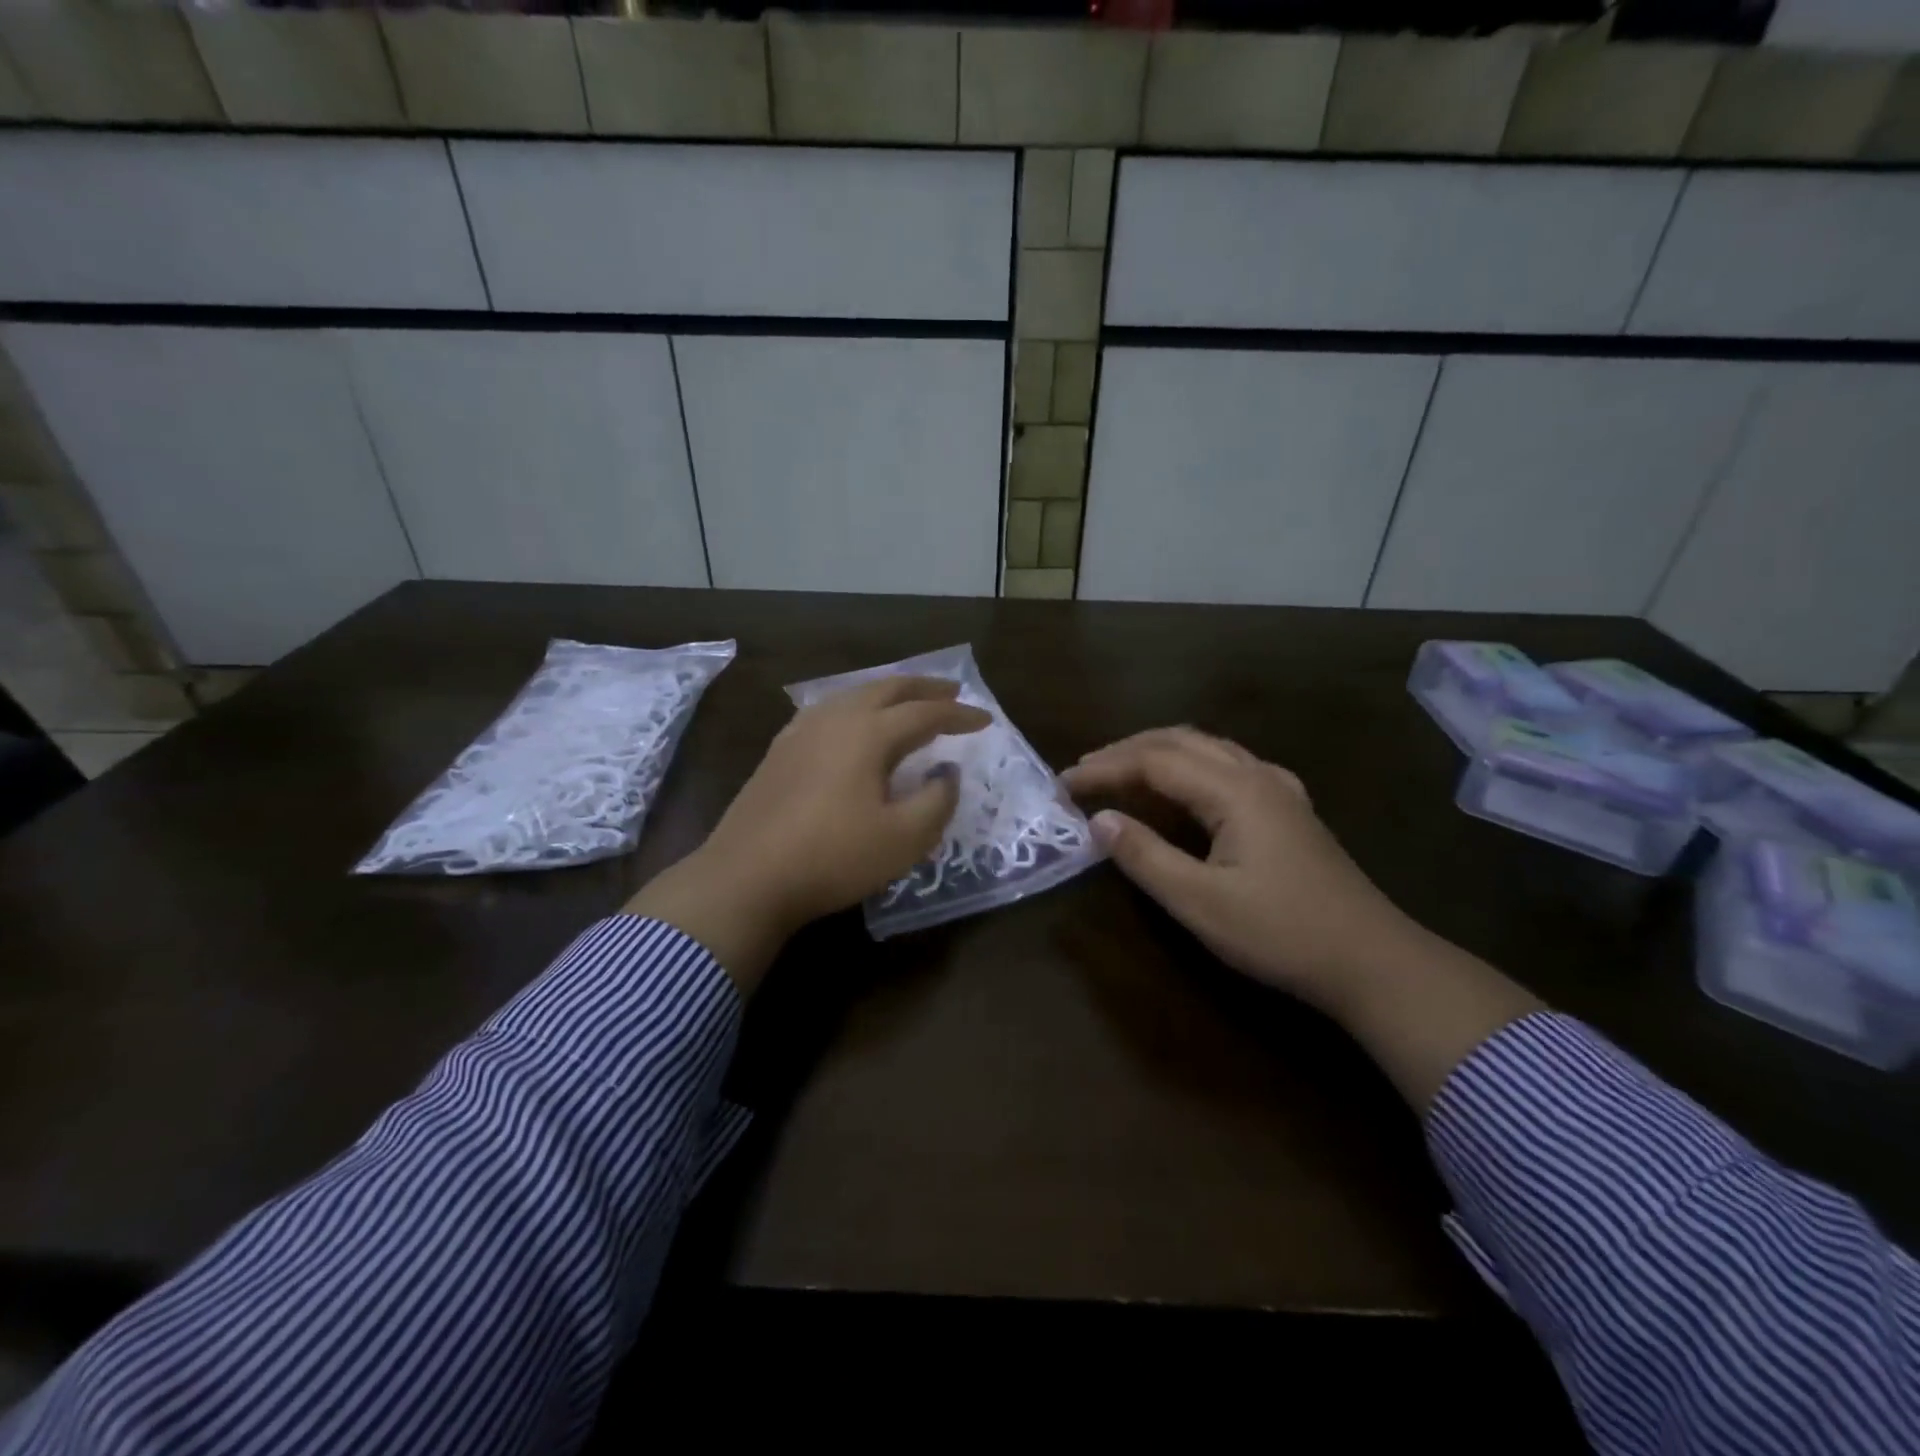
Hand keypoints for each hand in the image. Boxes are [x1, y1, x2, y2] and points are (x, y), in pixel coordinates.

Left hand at [628, 676, 990, 991]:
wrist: (746, 877)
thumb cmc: (832, 858)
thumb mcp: (903, 839)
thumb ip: (937, 801)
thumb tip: (947, 773)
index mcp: (868, 733)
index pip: (925, 713)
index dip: (959, 716)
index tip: (986, 720)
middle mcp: (835, 719)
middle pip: (887, 689)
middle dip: (924, 688)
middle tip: (952, 693)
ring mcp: (801, 731)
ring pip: (854, 695)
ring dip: (889, 694)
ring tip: (909, 704)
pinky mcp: (780, 750)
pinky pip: (830, 711)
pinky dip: (857, 708)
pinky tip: (855, 725)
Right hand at [1060, 727, 1410, 1012]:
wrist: (1372, 961)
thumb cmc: (1281, 933)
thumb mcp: (1200, 902)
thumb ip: (1145, 856)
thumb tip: (1098, 820)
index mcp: (1235, 790)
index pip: (1154, 761)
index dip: (1104, 768)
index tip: (1063, 785)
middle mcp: (1256, 775)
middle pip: (1180, 741)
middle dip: (1126, 750)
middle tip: (1084, 772)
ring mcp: (1279, 789)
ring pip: (1207, 747)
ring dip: (1158, 752)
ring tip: (1121, 771)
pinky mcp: (1289, 809)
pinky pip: (1227, 764)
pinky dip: (1189, 764)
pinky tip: (1184, 787)